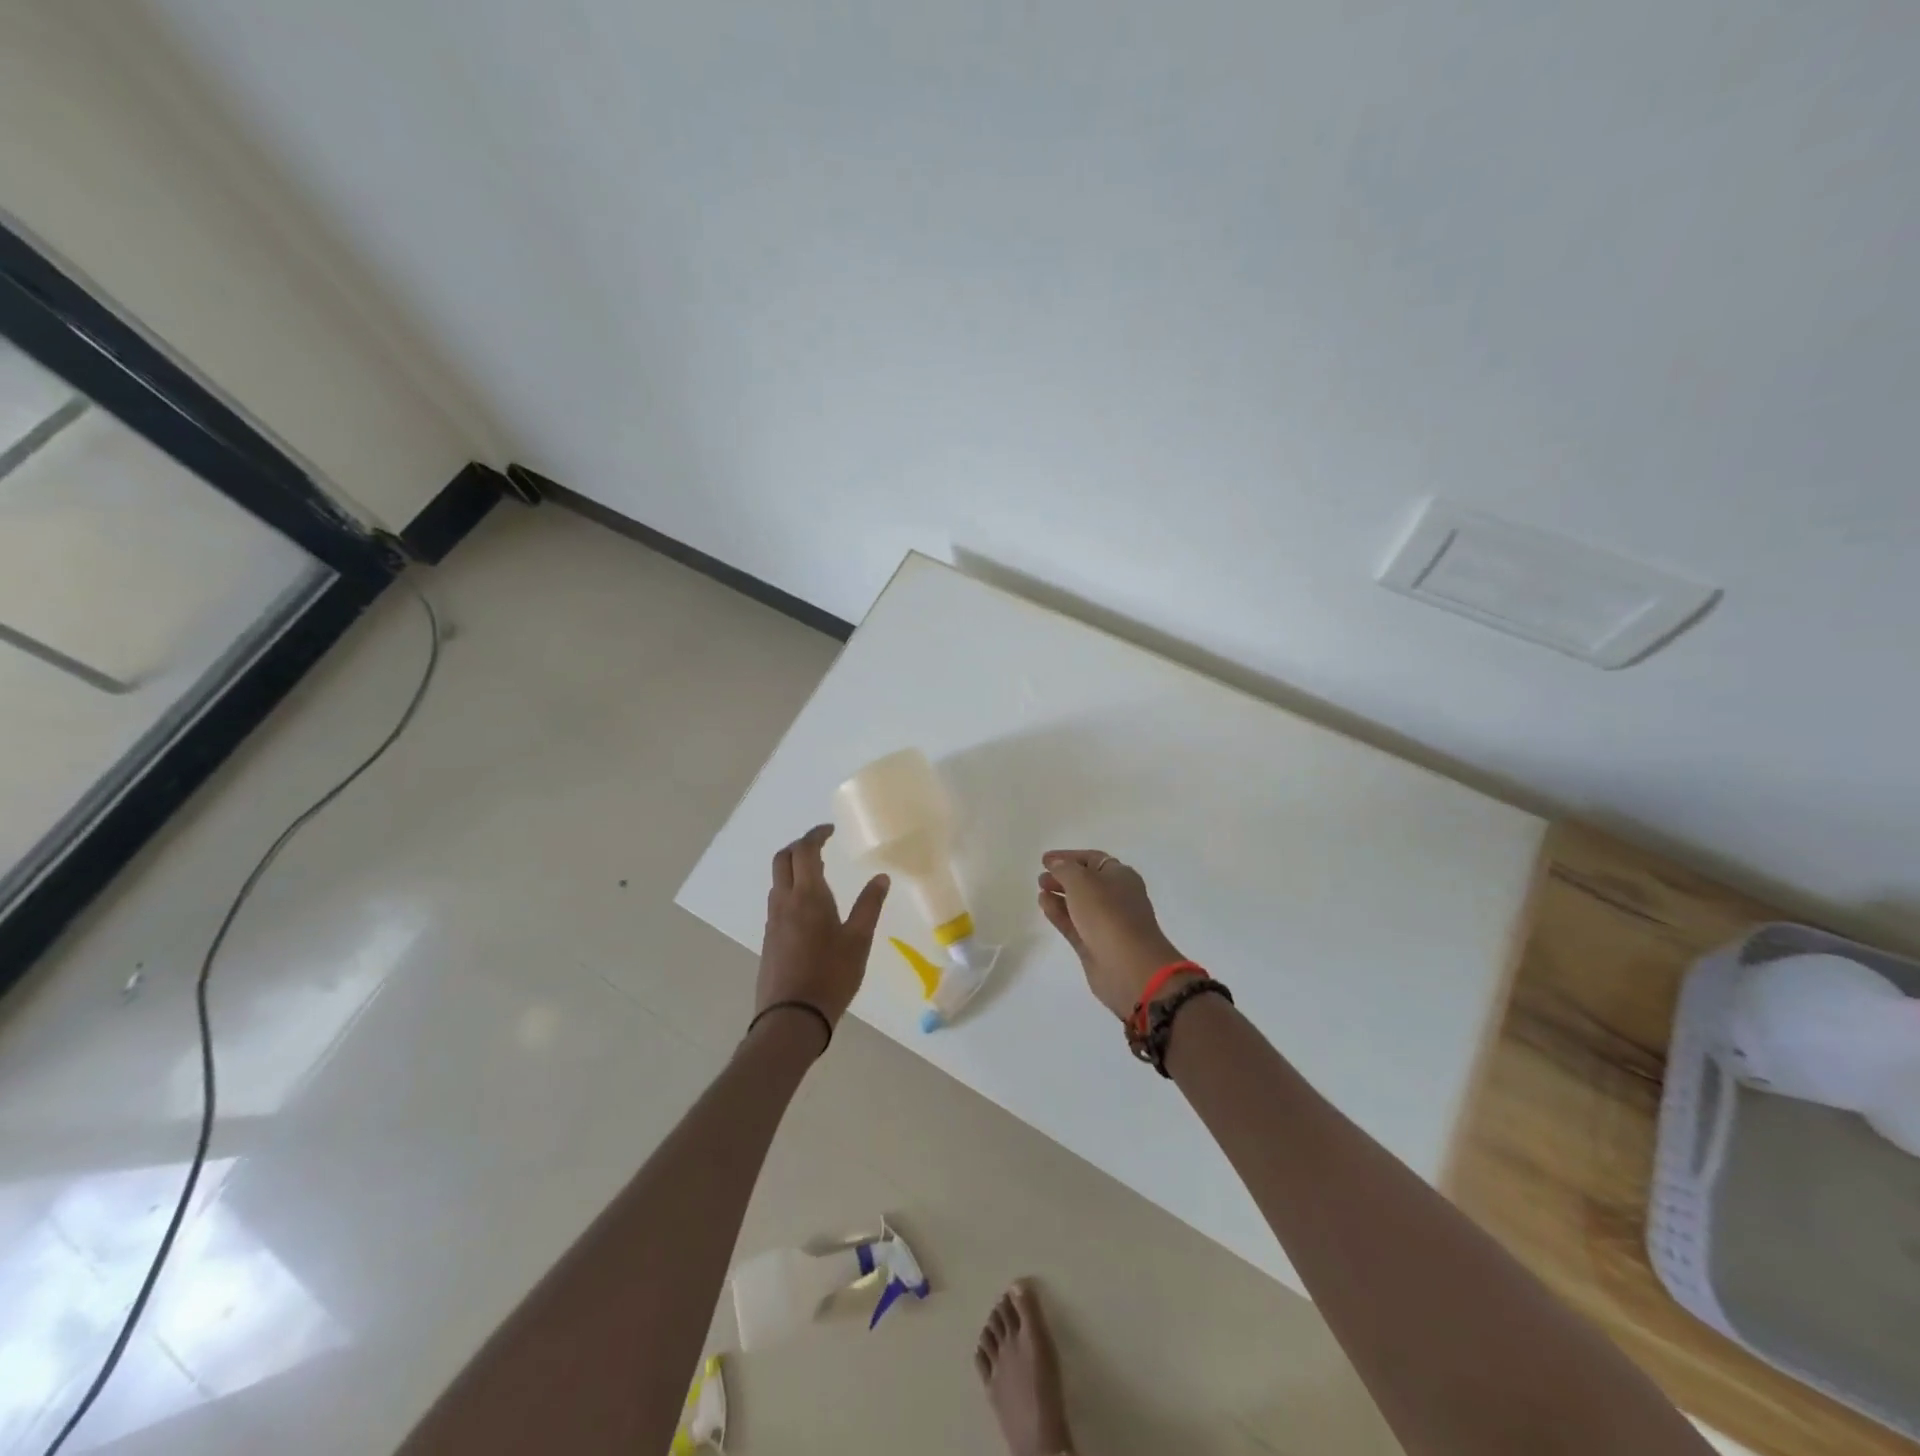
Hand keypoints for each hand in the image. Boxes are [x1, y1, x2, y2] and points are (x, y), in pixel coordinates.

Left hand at [756, 825, 889, 1046]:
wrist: (791, 1018)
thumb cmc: (831, 975)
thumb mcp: (859, 940)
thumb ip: (869, 906)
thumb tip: (880, 878)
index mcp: (808, 896)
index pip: (804, 851)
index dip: (815, 835)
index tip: (830, 830)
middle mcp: (785, 901)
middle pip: (782, 859)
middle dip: (799, 846)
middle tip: (821, 845)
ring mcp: (773, 921)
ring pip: (777, 880)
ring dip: (793, 867)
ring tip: (817, 872)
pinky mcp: (769, 938)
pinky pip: (777, 900)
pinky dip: (790, 888)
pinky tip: (809, 906)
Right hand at [1037, 850, 1191, 1019]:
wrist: (1129, 966)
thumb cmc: (1108, 914)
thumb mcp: (1082, 881)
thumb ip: (1064, 868)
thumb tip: (1056, 863)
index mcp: (1120, 876)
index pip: (1092, 859)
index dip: (1068, 857)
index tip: (1044, 859)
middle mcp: (1116, 896)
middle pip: (1086, 882)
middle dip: (1063, 877)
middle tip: (1041, 878)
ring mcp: (1106, 922)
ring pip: (1079, 904)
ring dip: (1059, 896)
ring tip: (1040, 891)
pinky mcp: (1095, 944)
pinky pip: (1074, 924)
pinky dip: (1059, 913)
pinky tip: (1043, 905)